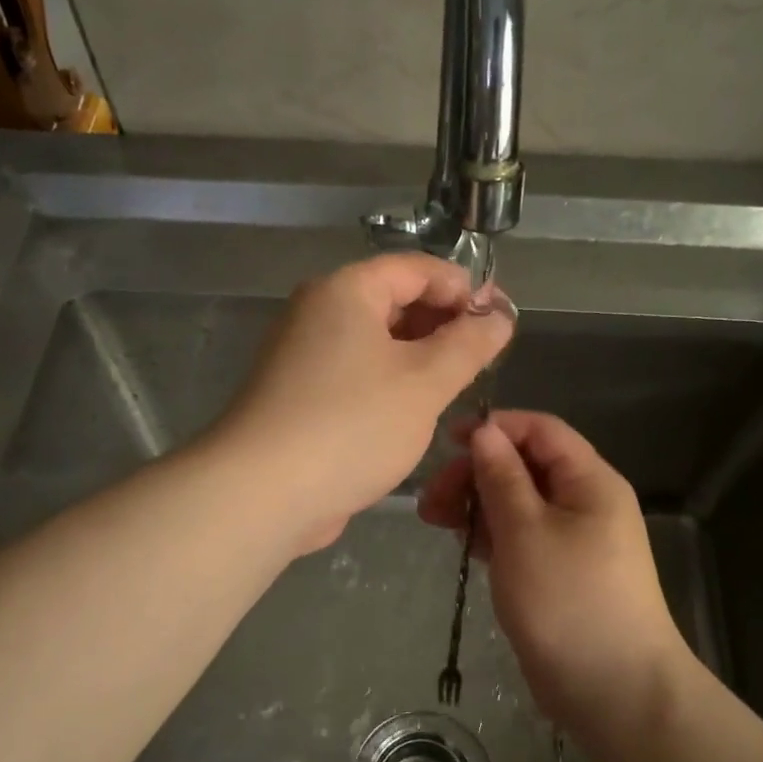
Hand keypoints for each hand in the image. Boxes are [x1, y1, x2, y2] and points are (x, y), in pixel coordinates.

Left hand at [215, 254, 513, 552]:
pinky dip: (389, 383)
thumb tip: (499, 317)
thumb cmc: (352, 424)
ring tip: (457, 386)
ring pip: (375, 342)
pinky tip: (414, 412)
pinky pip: (355, 374)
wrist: (263, 493)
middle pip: (393, 301)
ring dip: (419, 357)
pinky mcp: (298, 395)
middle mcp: (318, 313)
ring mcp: (303, 355)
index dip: (463, 288)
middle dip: (443, 324)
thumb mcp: (426, 382)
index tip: (499, 321)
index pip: (417, 268)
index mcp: (345, 291)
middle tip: (484, 358)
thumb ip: (469, 344)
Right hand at [419, 411, 688, 735]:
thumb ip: (501, 477)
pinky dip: (490, 534)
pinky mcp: (557, 572)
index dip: (494, 428)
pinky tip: (462, 543)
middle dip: (476, 473)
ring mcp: (572, 540)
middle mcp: (584, 502)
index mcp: (589, 481)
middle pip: (524, 466)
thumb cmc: (569, 600)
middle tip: (432, 500)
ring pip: (518, 503)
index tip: (447, 441)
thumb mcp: (525, 531)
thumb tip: (485, 431)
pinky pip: (520, 536)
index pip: (540, 431)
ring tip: (435, 521)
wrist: (614, 691)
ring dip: (477, 504)